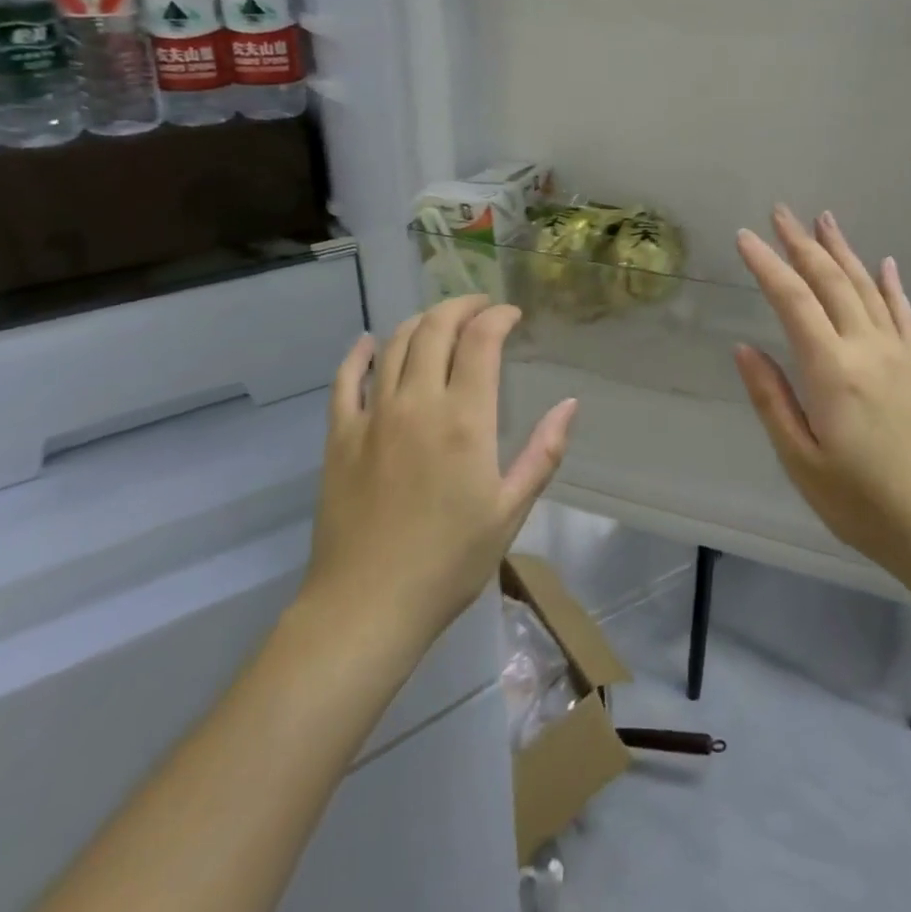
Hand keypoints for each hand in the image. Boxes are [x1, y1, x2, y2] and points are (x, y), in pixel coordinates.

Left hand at [303, 296, 577, 643]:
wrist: (367, 605)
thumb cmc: (449, 561)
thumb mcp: (511, 510)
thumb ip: (543, 452)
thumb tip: (570, 404)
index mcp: (465, 419)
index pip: (481, 340)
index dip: (498, 317)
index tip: (512, 315)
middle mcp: (418, 403)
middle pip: (435, 329)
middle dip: (461, 306)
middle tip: (479, 306)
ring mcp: (373, 416)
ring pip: (394, 344)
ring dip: (420, 322)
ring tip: (439, 321)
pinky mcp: (340, 435)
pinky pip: (346, 379)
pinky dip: (359, 353)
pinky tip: (369, 342)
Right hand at [734, 207, 910, 588]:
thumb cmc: (861, 503)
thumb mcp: (800, 460)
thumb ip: (772, 399)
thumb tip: (744, 348)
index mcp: (832, 371)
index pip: (793, 301)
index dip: (767, 265)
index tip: (745, 237)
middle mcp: (867, 349)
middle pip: (831, 282)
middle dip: (802, 244)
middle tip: (780, 212)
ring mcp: (899, 355)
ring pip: (867, 288)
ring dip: (843, 251)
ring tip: (824, 220)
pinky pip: (904, 314)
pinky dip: (891, 285)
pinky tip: (885, 264)